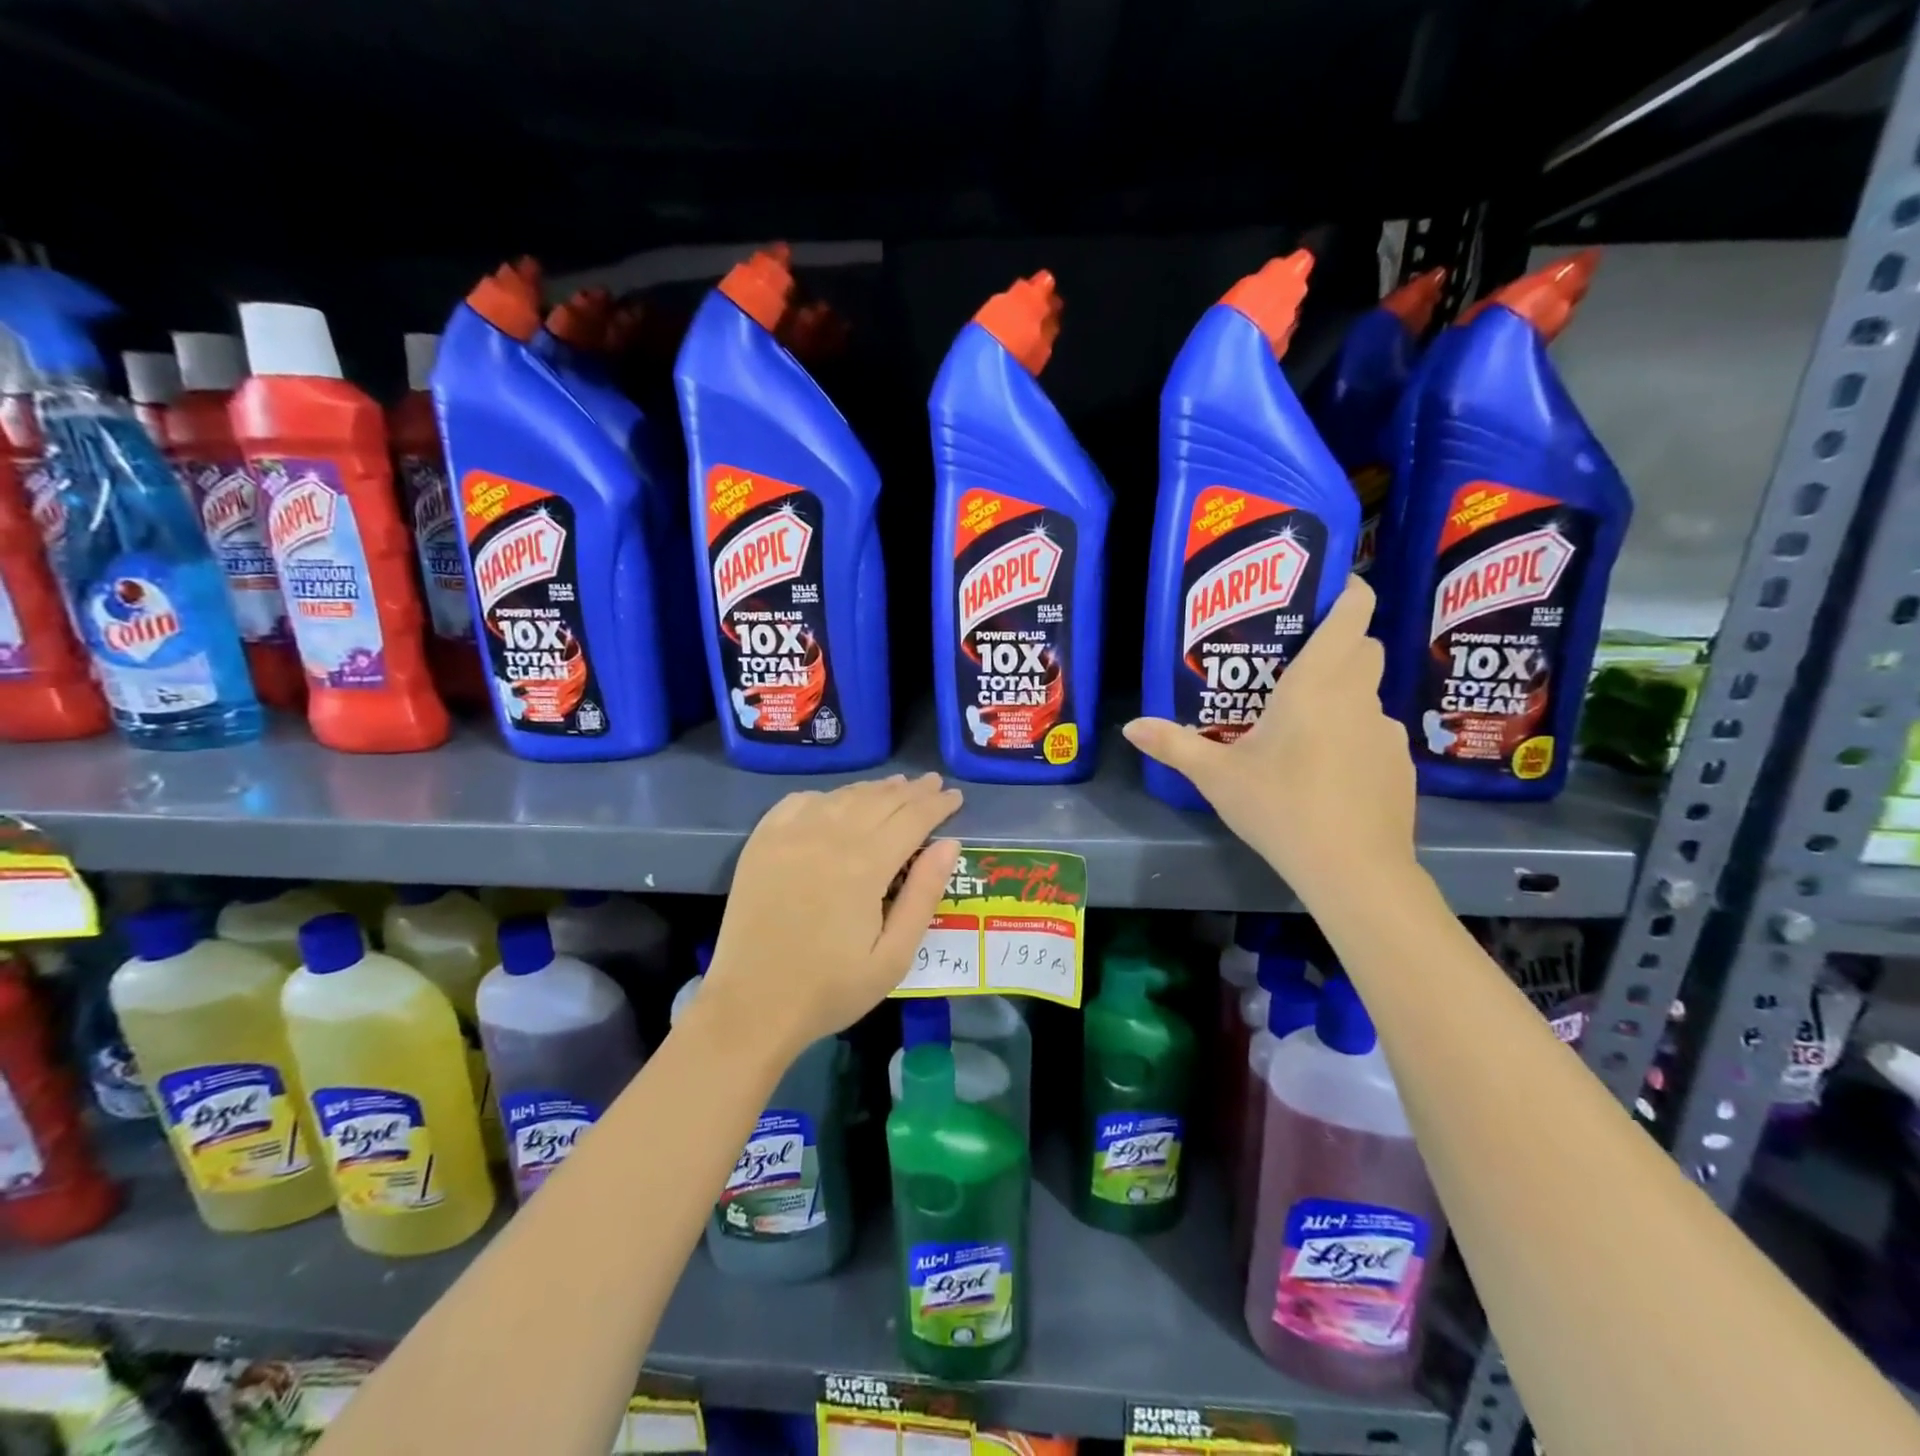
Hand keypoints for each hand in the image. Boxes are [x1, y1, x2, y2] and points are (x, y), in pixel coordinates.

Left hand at [704, 773, 963, 1059]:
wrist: (752, 1006)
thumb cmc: (831, 988)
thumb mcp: (893, 956)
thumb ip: (923, 895)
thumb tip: (948, 844)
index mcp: (865, 865)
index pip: (912, 819)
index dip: (937, 805)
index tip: (956, 796)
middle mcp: (829, 836)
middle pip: (880, 800)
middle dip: (912, 790)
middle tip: (933, 783)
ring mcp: (790, 835)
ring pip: (843, 796)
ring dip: (874, 788)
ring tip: (897, 785)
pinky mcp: (762, 842)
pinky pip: (800, 801)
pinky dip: (828, 795)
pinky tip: (838, 801)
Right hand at [1123, 575, 1415, 899]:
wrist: (1353, 869)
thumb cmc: (1280, 807)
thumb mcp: (1217, 776)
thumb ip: (1174, 745)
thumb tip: (1129, 726)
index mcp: (1317, 683)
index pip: (1353, 612)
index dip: (1347, 590)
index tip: (1325, 589)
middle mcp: (1359, 696)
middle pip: (1364, 647)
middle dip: (1338, 644)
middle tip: (1293, 664)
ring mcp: (1386, 731)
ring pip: (1368, 694)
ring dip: (1343, 696)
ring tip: (1303, 728)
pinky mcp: (1400, 764)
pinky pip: (1375, 733)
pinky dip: (1354, 736)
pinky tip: (1328, 772)